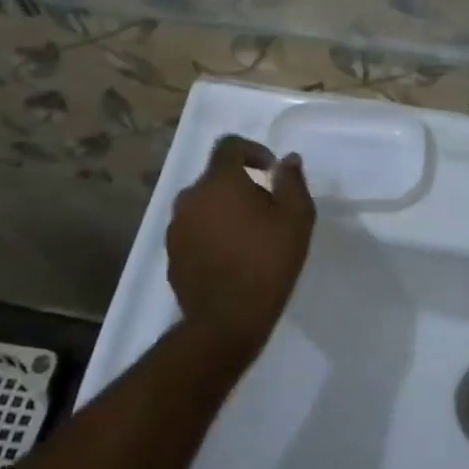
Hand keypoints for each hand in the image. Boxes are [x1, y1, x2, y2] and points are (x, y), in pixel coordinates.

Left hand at [167, 135, 315, 364]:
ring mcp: (176, 227)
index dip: (252, 150)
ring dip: (225, 209)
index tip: (271, 171)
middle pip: (216, 177)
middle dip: (241, 184)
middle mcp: (190, 197)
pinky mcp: (172, 254)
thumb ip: (292, 181)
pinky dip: (212, 233)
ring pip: (204, 204)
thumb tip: (287, 160)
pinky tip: (231, 257)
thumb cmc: (267, 262)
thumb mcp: (296, 218)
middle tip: (267, 208)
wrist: (226, 322)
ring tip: (249, 235)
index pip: (229, 146)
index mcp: (219, 181)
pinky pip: (194, 230)